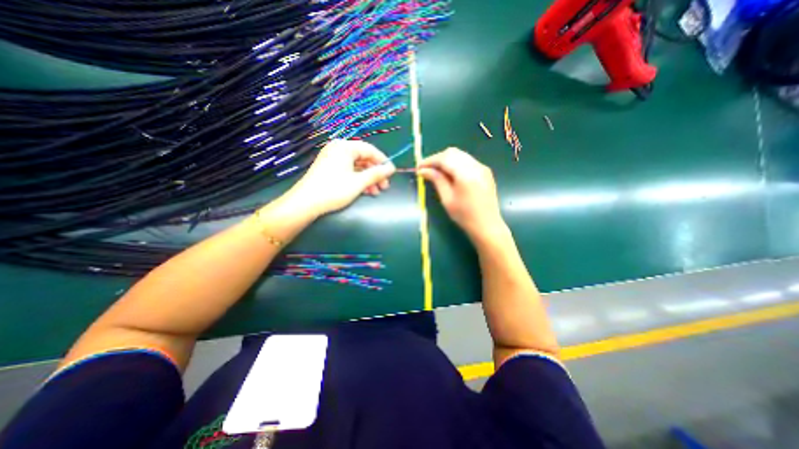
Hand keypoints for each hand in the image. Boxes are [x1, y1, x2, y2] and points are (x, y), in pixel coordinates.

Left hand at [286, 139, 392, 216]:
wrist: (306, 203)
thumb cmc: (334, 190)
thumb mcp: (359, 182)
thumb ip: (376, 174)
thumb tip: (391, 168)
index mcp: (345, 147)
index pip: (370, 150)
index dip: (382, 162)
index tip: (392, 173)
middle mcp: (338, 149)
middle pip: (363, 159)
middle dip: (375, 174)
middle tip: (384, 186)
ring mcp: (332, 159)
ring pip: (357, 167)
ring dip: (368, 179)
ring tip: (375, 192)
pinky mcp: (329, 168)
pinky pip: (348, 171)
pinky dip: (358, 180)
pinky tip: (365, 191)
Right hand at [419, 148, 504, 240]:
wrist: (487, 225)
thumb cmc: (464, 215)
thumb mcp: (447, 199)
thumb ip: (436, 180)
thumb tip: (423, 170)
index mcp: (466, 174)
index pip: (444, 158)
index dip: (430, 161)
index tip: (419, 167)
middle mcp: (476, 166)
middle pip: (453, 153)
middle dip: (438, 158)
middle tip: (426, 169)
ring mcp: (482, 167)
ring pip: (460, 155)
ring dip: (446, 160)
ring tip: (436, 171)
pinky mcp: (485, 171)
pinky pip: (467, 161)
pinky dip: (456, 163)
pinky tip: (450, 174)